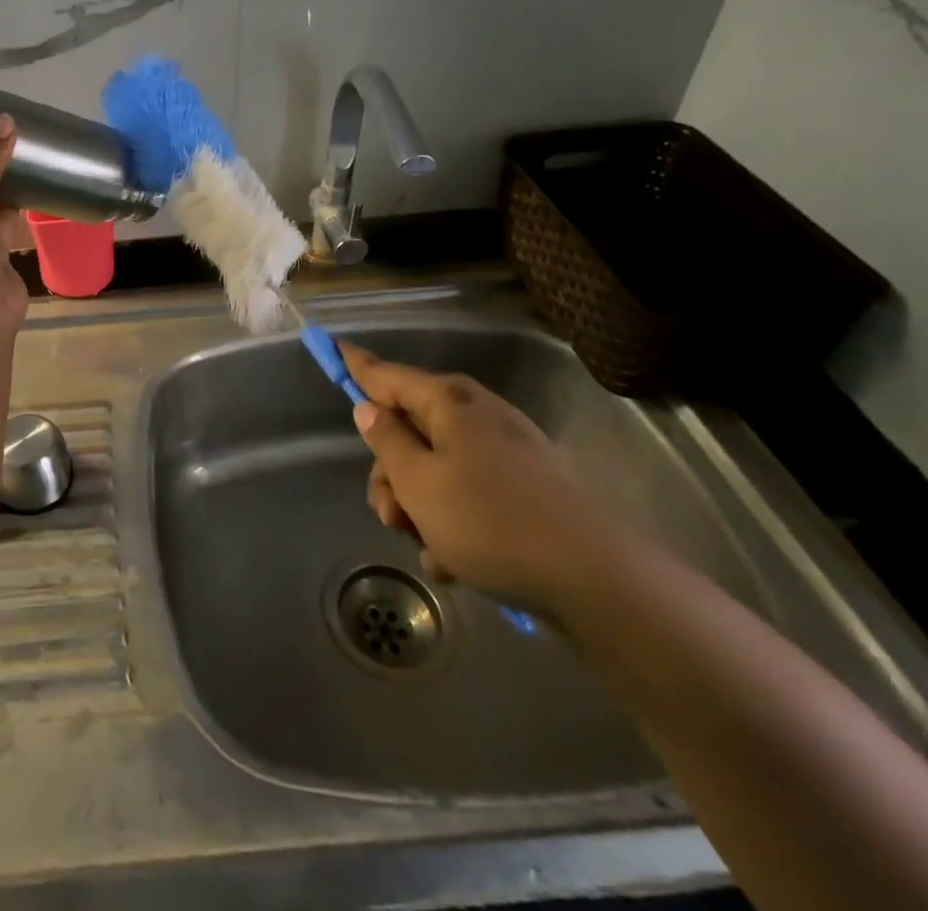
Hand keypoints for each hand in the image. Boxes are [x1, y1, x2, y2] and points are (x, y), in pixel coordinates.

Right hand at [339, 343, 629, 612]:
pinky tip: (454, 562)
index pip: (386, 374)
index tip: (331, 345)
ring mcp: (505, 452)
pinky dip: (452, 523)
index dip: (355, 365)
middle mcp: (476, 416)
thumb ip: (386, 442)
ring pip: (435, 468)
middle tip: (390, 515)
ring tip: (427, 548)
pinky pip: (468, 494)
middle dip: (390, 474)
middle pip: (408, 430)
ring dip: (419, 506)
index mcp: (448, 402)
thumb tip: (369, 407)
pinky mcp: (525, 489)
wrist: (597, 582)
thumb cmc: (490, 521)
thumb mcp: (419, 483)